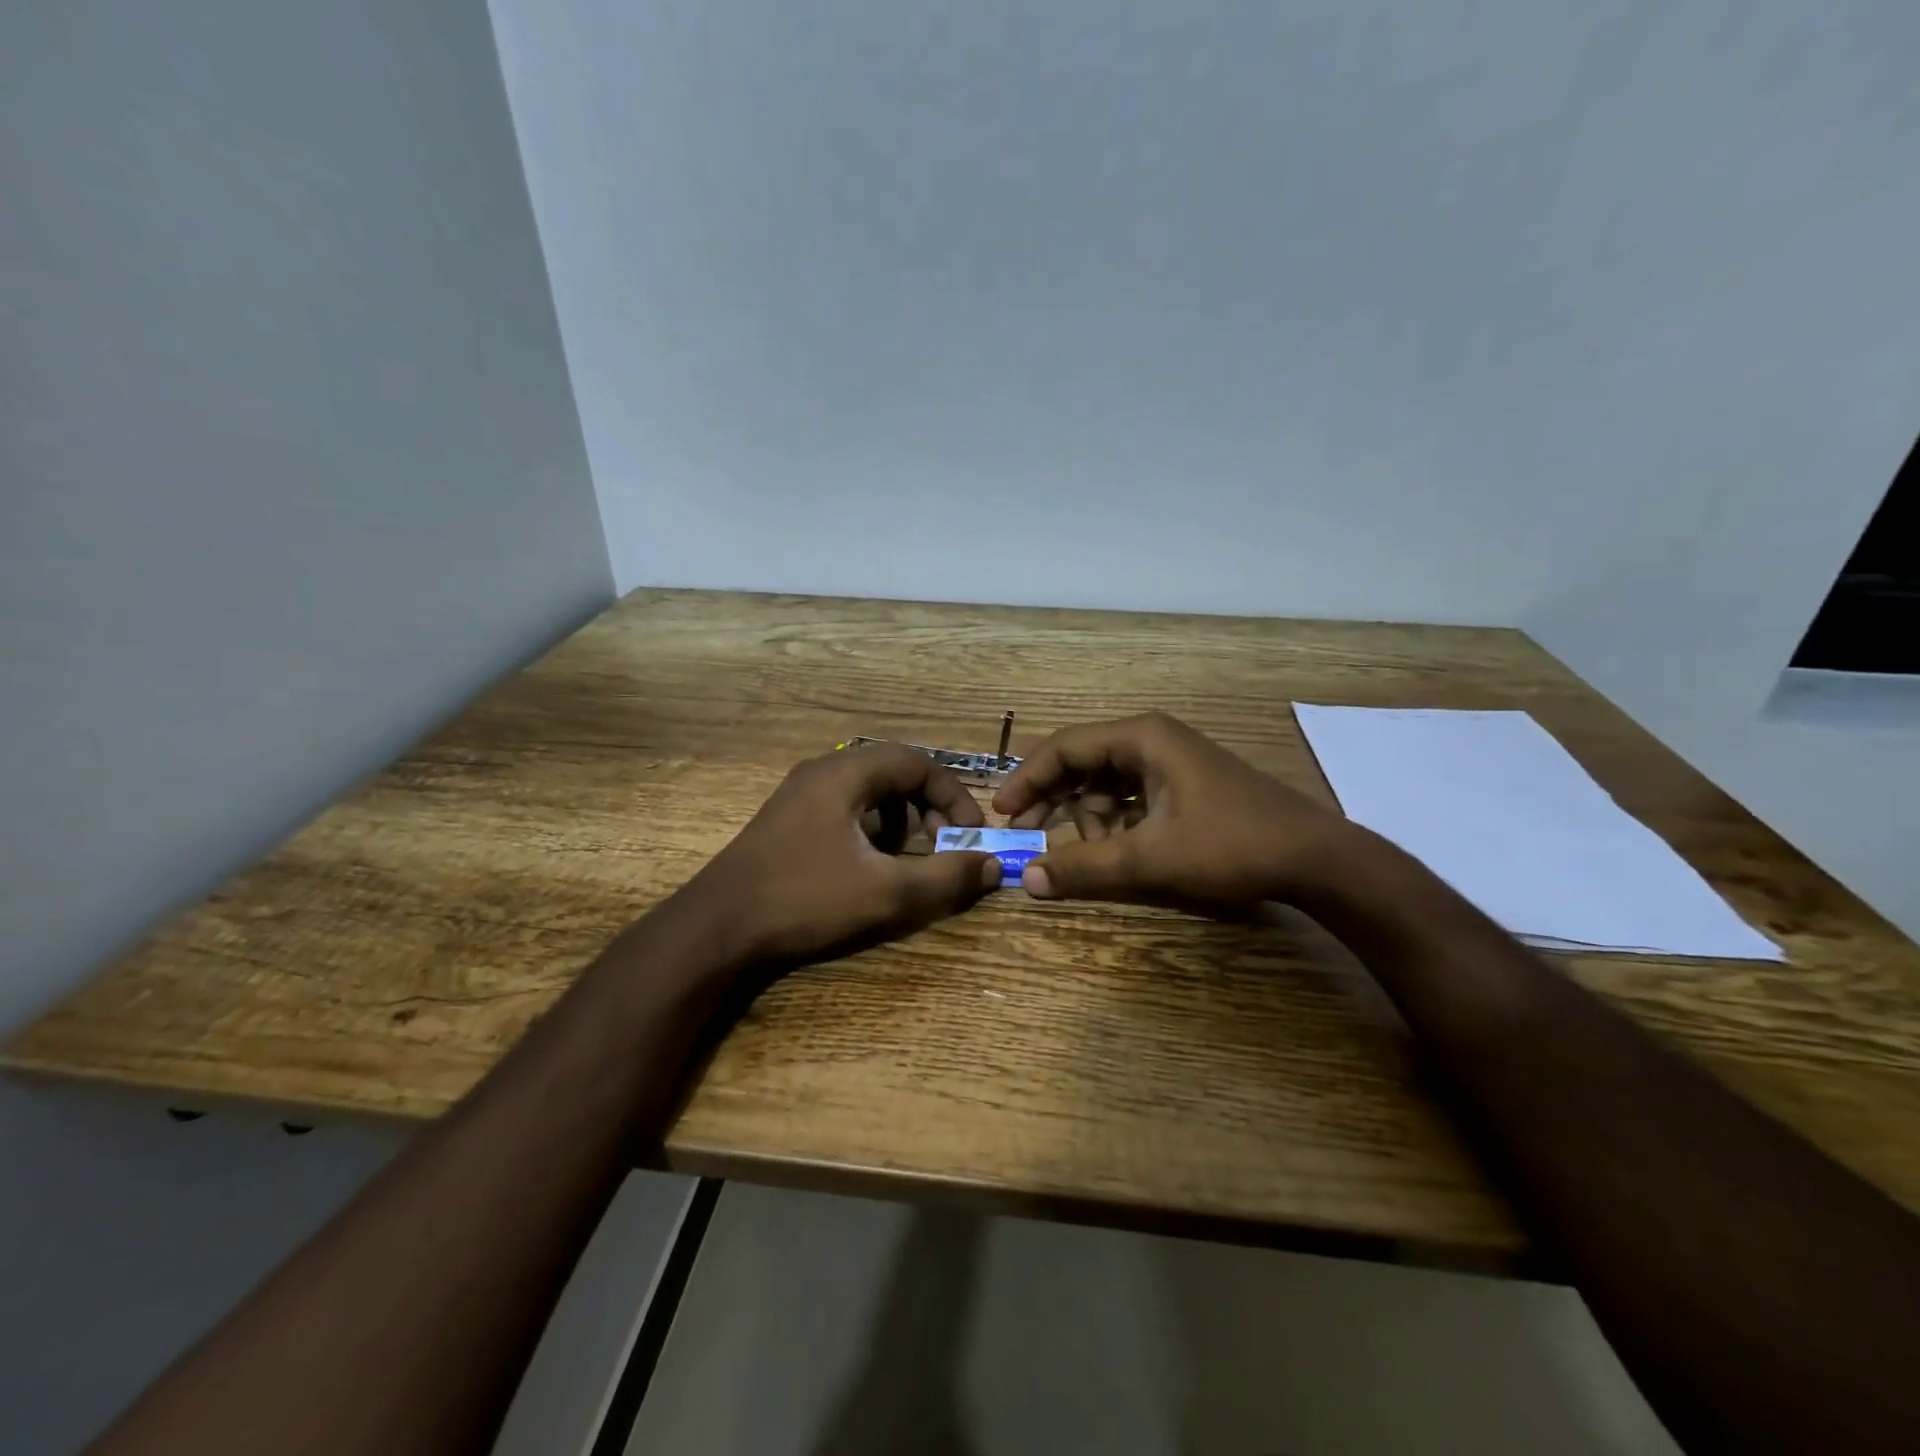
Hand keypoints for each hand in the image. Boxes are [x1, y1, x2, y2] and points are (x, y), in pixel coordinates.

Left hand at [669, 743, 1002, 967]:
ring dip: (898, 818)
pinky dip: (869, 828)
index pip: (918, 763)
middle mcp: (821, 772)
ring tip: (905, 857)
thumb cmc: (804, 900)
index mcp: (845, 774)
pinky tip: (865, 866)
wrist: (715, 928)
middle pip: (893, 772)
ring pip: (868, 790)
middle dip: (927, 807)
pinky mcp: (786, 820)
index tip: (970, 834)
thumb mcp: (886, 893)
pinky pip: (843, 808)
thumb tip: (993, 866)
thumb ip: (945, 877)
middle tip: (942, 845)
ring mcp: (798, 795)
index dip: (953, 795)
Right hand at [991, 711, 1359, 909]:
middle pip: (1082, 763)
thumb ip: (1086, 868)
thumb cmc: (1231, 845)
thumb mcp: (1151, 859)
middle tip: (1025, 835)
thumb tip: (1026, 881)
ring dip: (1089, 819)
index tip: (1001, 812)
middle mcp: (1152, 740)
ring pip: (1106, 785)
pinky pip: (1131, 798)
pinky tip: (1120, 851)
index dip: (1027, 779)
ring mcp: (1172, 762)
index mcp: (1141, 738)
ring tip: (1094, 855)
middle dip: (1052, 800)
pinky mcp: (1185, 785)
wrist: (1316, 858)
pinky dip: (1116, 823)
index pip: (1064, 748)